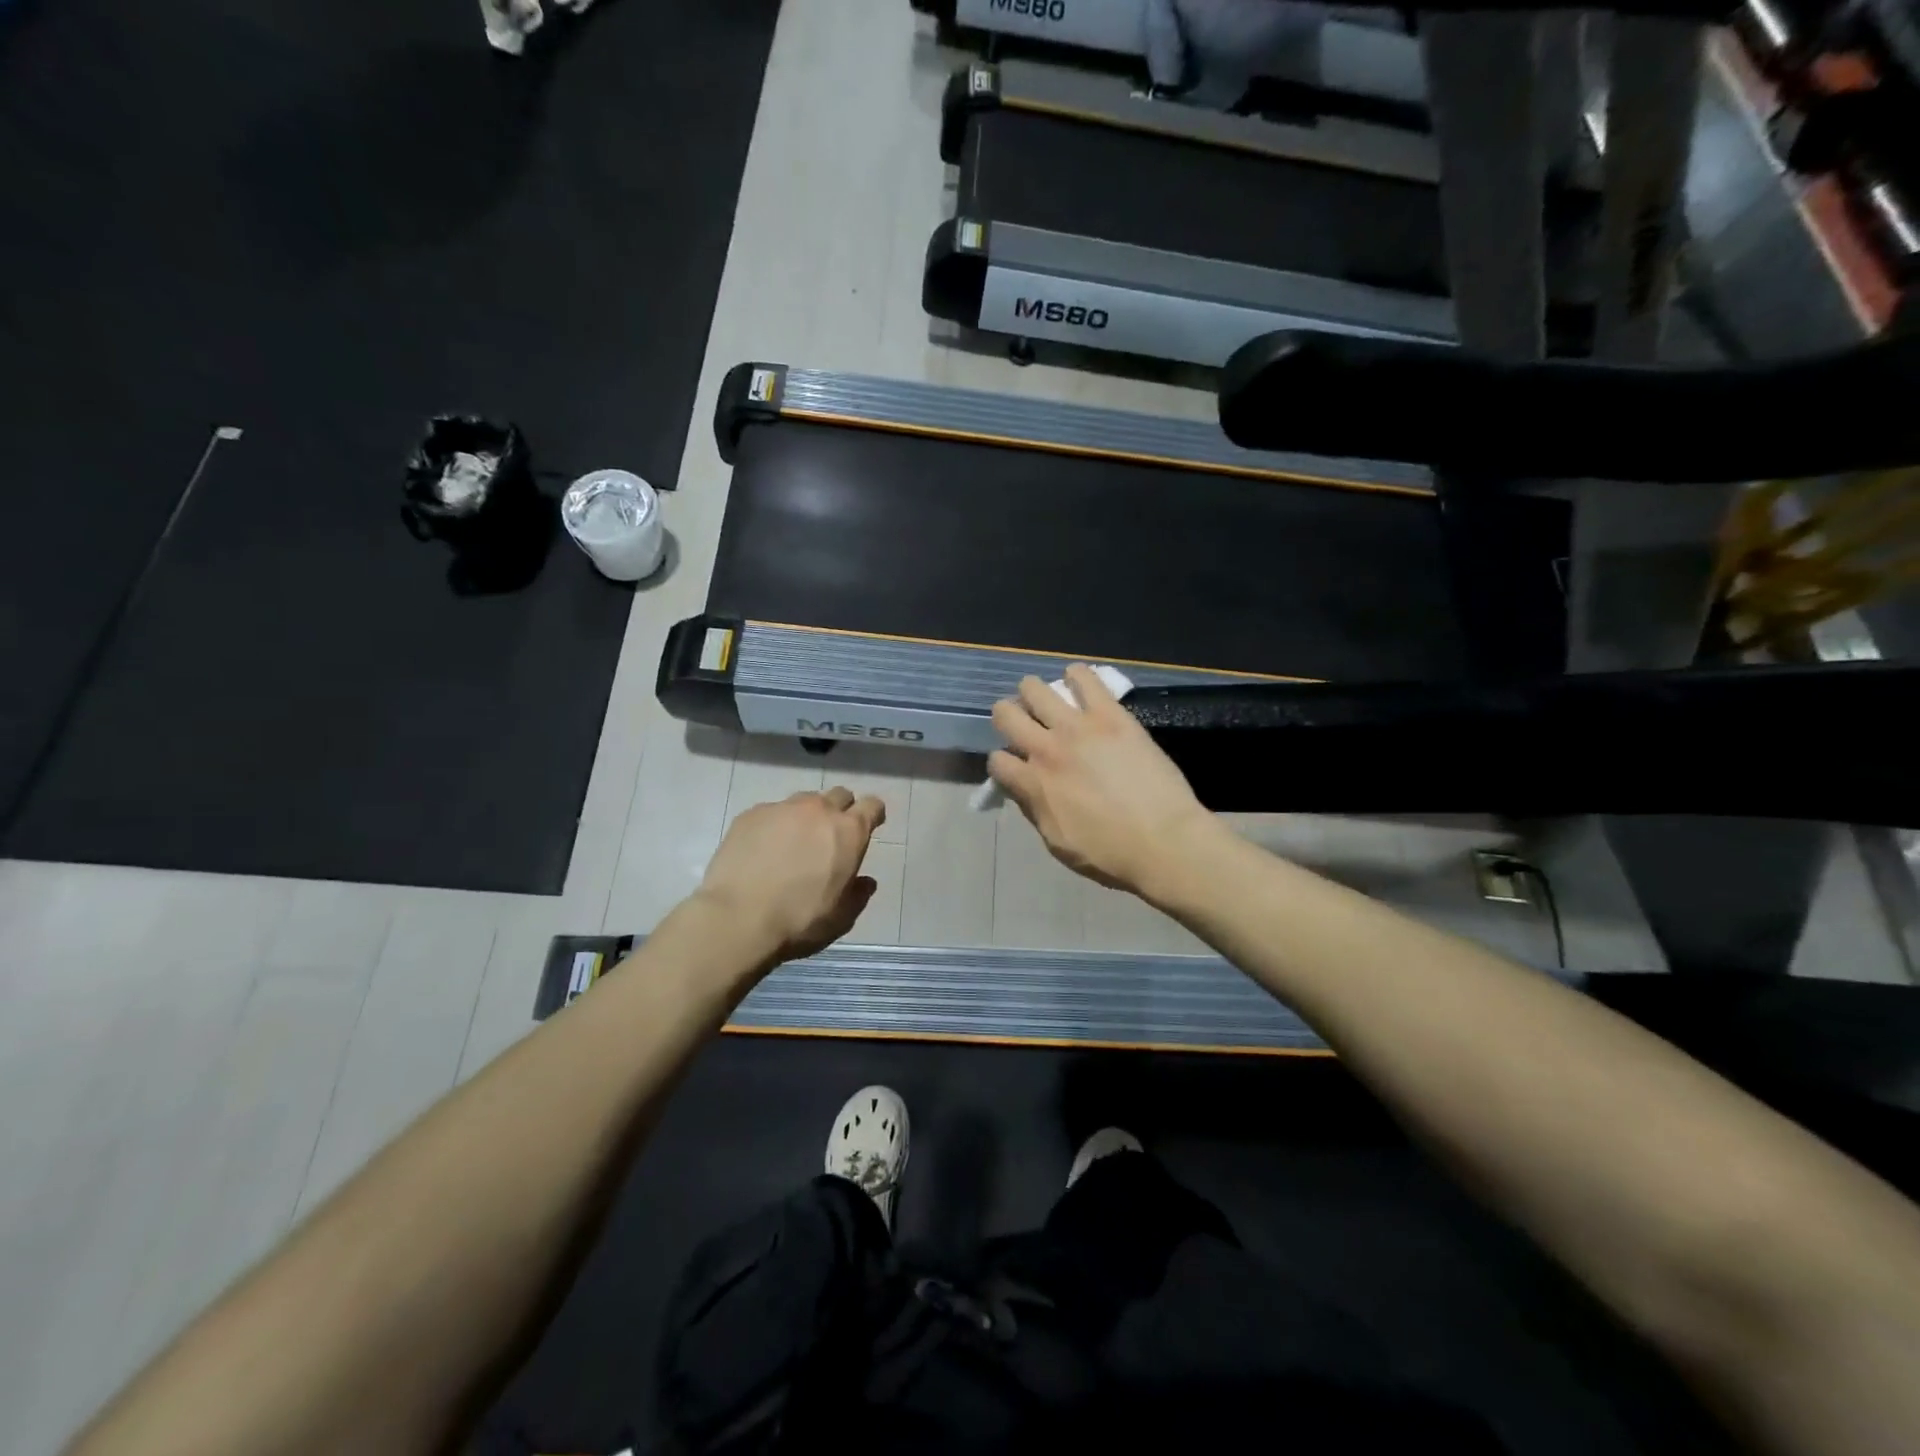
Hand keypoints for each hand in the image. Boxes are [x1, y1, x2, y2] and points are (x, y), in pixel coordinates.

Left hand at [695, 786, 886, 964]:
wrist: (737, 918)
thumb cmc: (799, 920)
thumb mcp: (841, 917)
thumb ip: (858, 894)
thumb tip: (865, 881)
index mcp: (848, 832)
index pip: (872, 805)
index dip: (873, 814)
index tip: (871, 825)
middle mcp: (818, 810)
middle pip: (839, 795)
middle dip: (841, 810)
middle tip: (831, 836)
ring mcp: (782, 808)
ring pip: (804, 801)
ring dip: (807, 817)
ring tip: (794, 843)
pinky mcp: (750, 815)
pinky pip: (771, 812)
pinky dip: (774, 826)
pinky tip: (763, 850)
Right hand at [988, 665, 1214, 897]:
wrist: (1164, 841)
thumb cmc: (1110, 854)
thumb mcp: (1058, 845)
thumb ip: (1036, 811)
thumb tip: (1025, 790)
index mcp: (1032, 784)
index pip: (996, 761)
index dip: (1002, 764)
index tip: (1015, 768)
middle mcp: (1046, 749)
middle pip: (1005, 714)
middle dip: (1009, 718)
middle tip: (1024, 726)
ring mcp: (1078, 727)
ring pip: (1036, 688)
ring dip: (1035, 693)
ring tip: (1048, 701)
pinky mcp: (1110, 714)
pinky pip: (1085, 678)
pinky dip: (1077, 676)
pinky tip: (1078, 681)